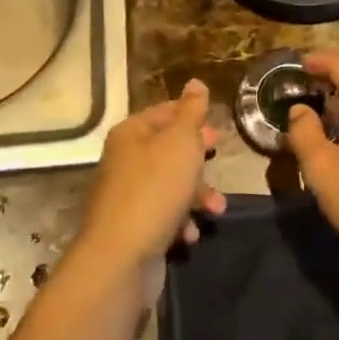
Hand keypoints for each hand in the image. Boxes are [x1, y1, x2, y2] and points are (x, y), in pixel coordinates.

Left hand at [74, 81, 225, 283]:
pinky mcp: (133, 228)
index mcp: (131, 134)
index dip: (191, 115)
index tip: (216, 126)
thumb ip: (191, 112)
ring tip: (216, 208)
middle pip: (168, 150)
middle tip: (217, 156)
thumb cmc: (155, 189)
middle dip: (197, 158)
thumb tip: (196, 82)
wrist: (121, 257)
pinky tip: (191, 234)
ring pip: (170, 185)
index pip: (164, 112)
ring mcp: (127, 196)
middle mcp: (125, 160)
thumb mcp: (180, 142)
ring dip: (197, 195)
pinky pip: (164, 216)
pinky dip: (181, 222)